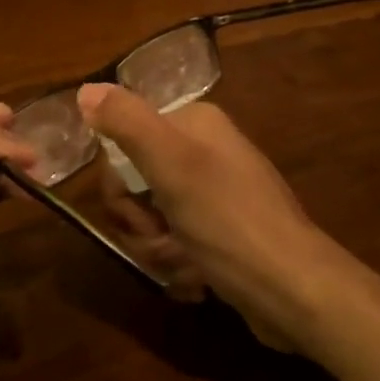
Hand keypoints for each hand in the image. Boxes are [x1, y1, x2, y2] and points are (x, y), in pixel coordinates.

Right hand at [78, 83, 345, 350]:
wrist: (294, 291)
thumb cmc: (230, 223)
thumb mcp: (173, 166)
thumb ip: (127, 123)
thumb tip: (85, 89)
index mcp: (195, 125)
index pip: (124, 145)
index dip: (121, 187)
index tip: (139, 211)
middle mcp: (205, 152)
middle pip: (137, 187)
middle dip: (143, 226)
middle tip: (166, 241)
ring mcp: (214, 196)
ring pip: (154, 222)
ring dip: (161, 252)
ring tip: (189, 266)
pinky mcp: (221, 234)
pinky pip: (177, 245)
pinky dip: (180, 266)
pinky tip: (199, 281)